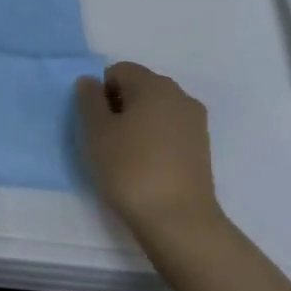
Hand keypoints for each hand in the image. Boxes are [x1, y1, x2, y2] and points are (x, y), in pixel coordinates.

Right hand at [77, 62, 222, 234]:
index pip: (119, 71)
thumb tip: (90, 82)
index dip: (100, 92)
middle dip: (119, 106)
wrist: (178, 219)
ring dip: (137, 124)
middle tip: (105, 140)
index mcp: (154, 85)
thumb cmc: (130, 169)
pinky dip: (154, 140)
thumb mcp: (96, 132)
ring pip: (156, 111)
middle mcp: (179, 95)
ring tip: (125, 156)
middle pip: (140, 87)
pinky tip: (145, 167)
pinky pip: (170, 131)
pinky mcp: (201, 147)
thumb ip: (89, 100)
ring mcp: (195, 122)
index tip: (94, 123)